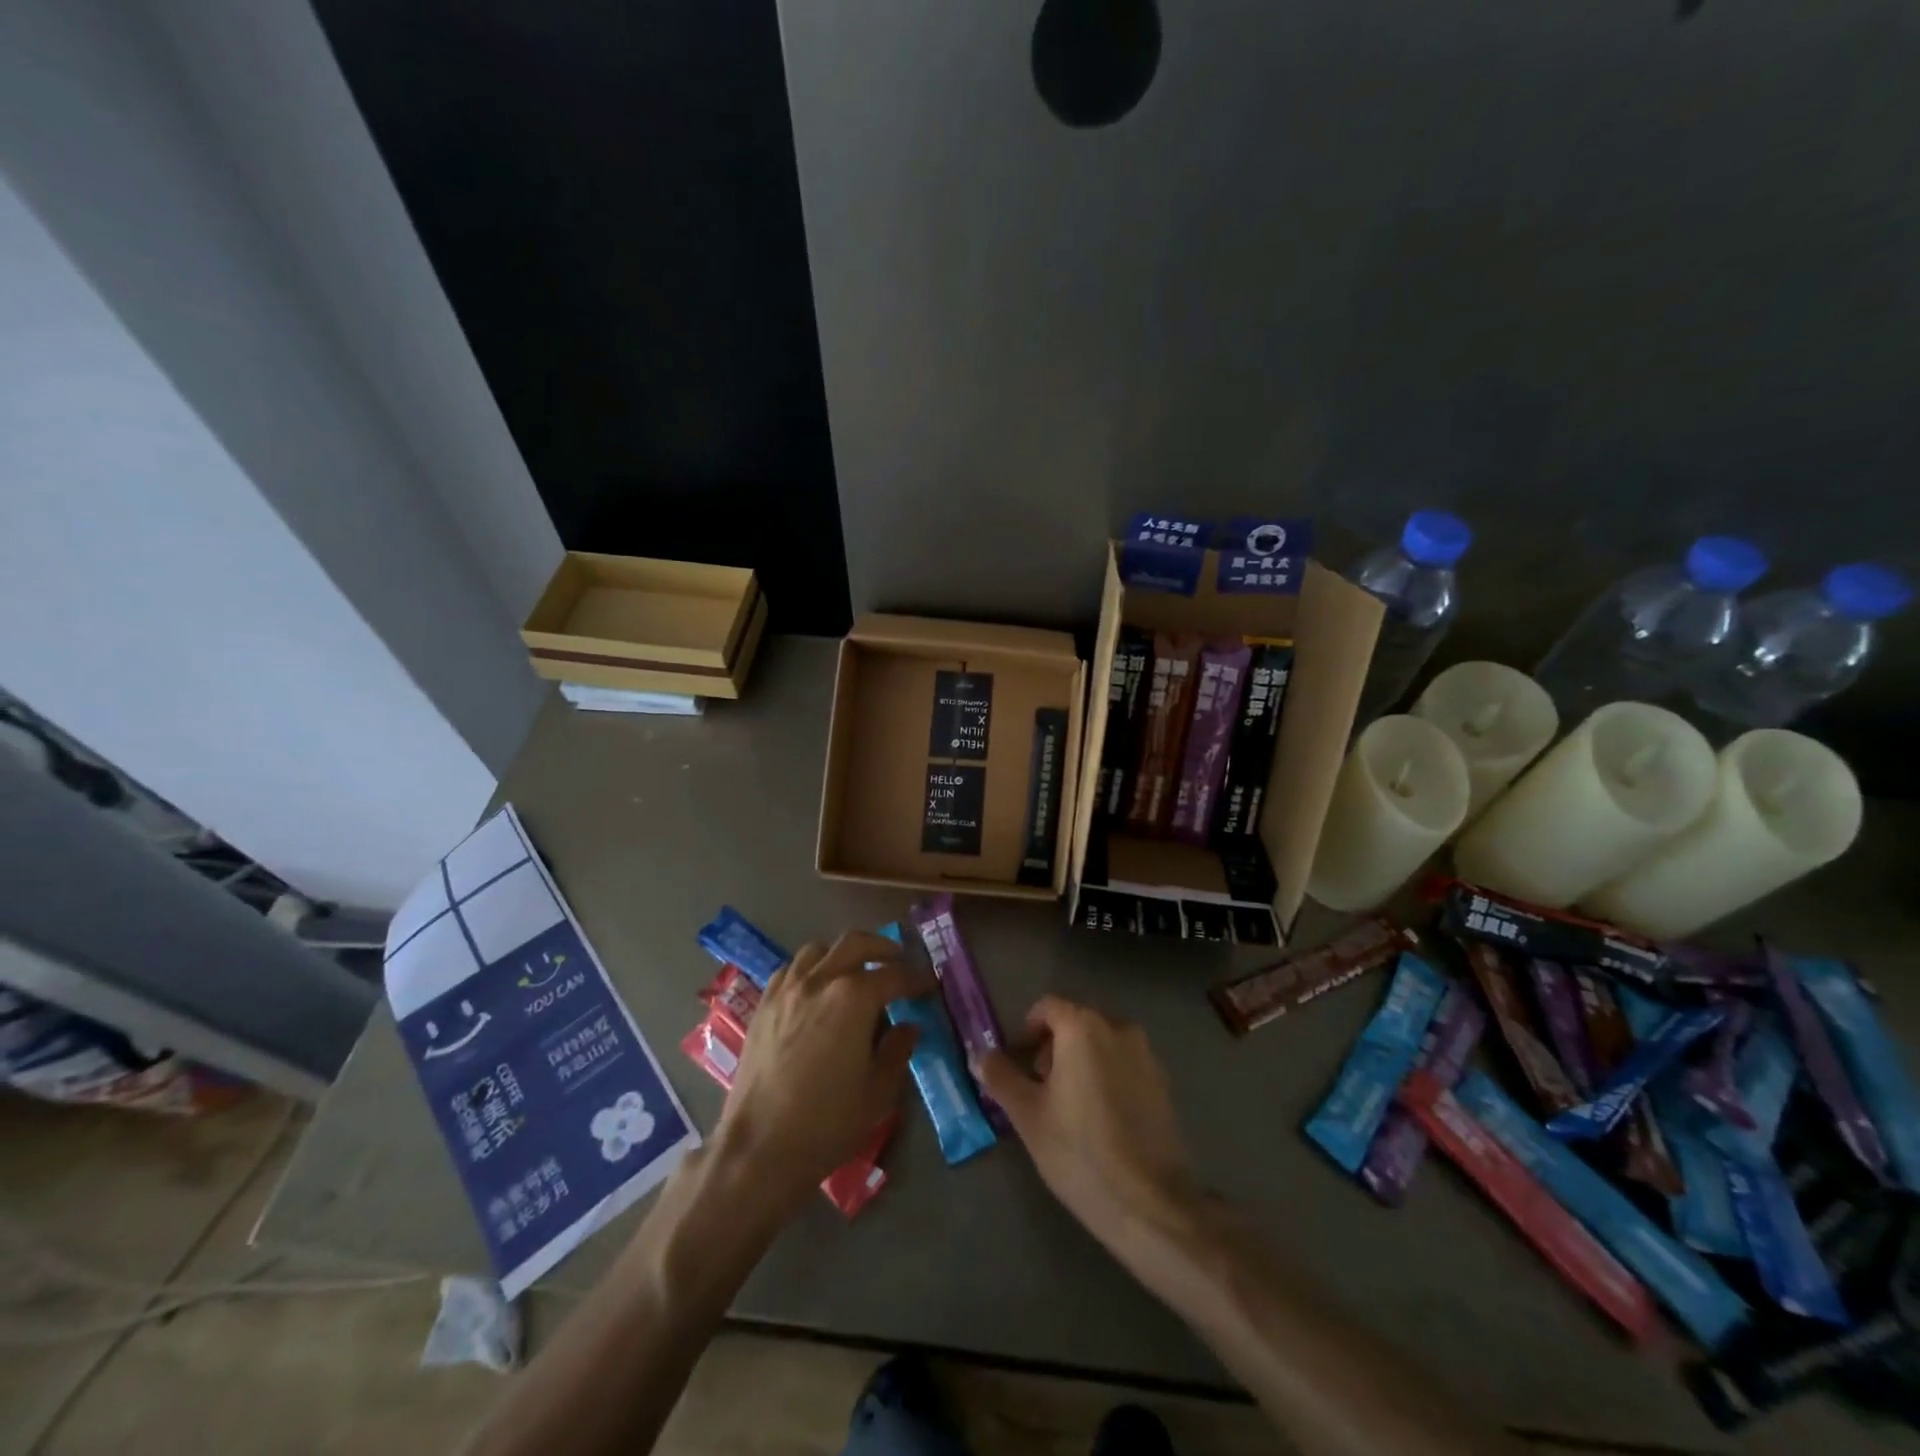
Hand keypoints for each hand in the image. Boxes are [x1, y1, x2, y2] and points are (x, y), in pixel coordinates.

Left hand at [713, 932, 930, 1211]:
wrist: (759, 1148)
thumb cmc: (827, 1121)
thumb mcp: (879, 1091)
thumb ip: (898, 1050)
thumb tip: (908, 1027)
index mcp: (854, 997)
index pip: (894, 975)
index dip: (916, 979)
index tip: (929, 985)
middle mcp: (820, 980)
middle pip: (856, 943)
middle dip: (883, 948)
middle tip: (899, 961)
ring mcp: (787, 990)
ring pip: (818, 949)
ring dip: (843, 953)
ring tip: (855, 971)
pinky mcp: (763, 1005)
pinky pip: (791, 970)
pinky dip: (810, 969)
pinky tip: (816, 990)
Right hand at [976, 996, 1196, 1250]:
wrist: (1150, 1204)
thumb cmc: (1079, 1152)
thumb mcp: (1027, 1115)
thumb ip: (1001, 1077)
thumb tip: (981, 1055)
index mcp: (1084, 1027)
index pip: (1048, 1007)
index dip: (1026, 1031)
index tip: (1017, 1063)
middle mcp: (1119, 1028)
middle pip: (1076, 1021)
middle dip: (1053, 1046)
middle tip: (1038, 1086)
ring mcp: (1146, 1054)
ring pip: (1102, 1042)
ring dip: (1080, 1060)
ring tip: (1067, 1105)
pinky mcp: (1163, 1083)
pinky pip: (1124, 1063)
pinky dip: (1105, 1074)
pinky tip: (1098, 1118)